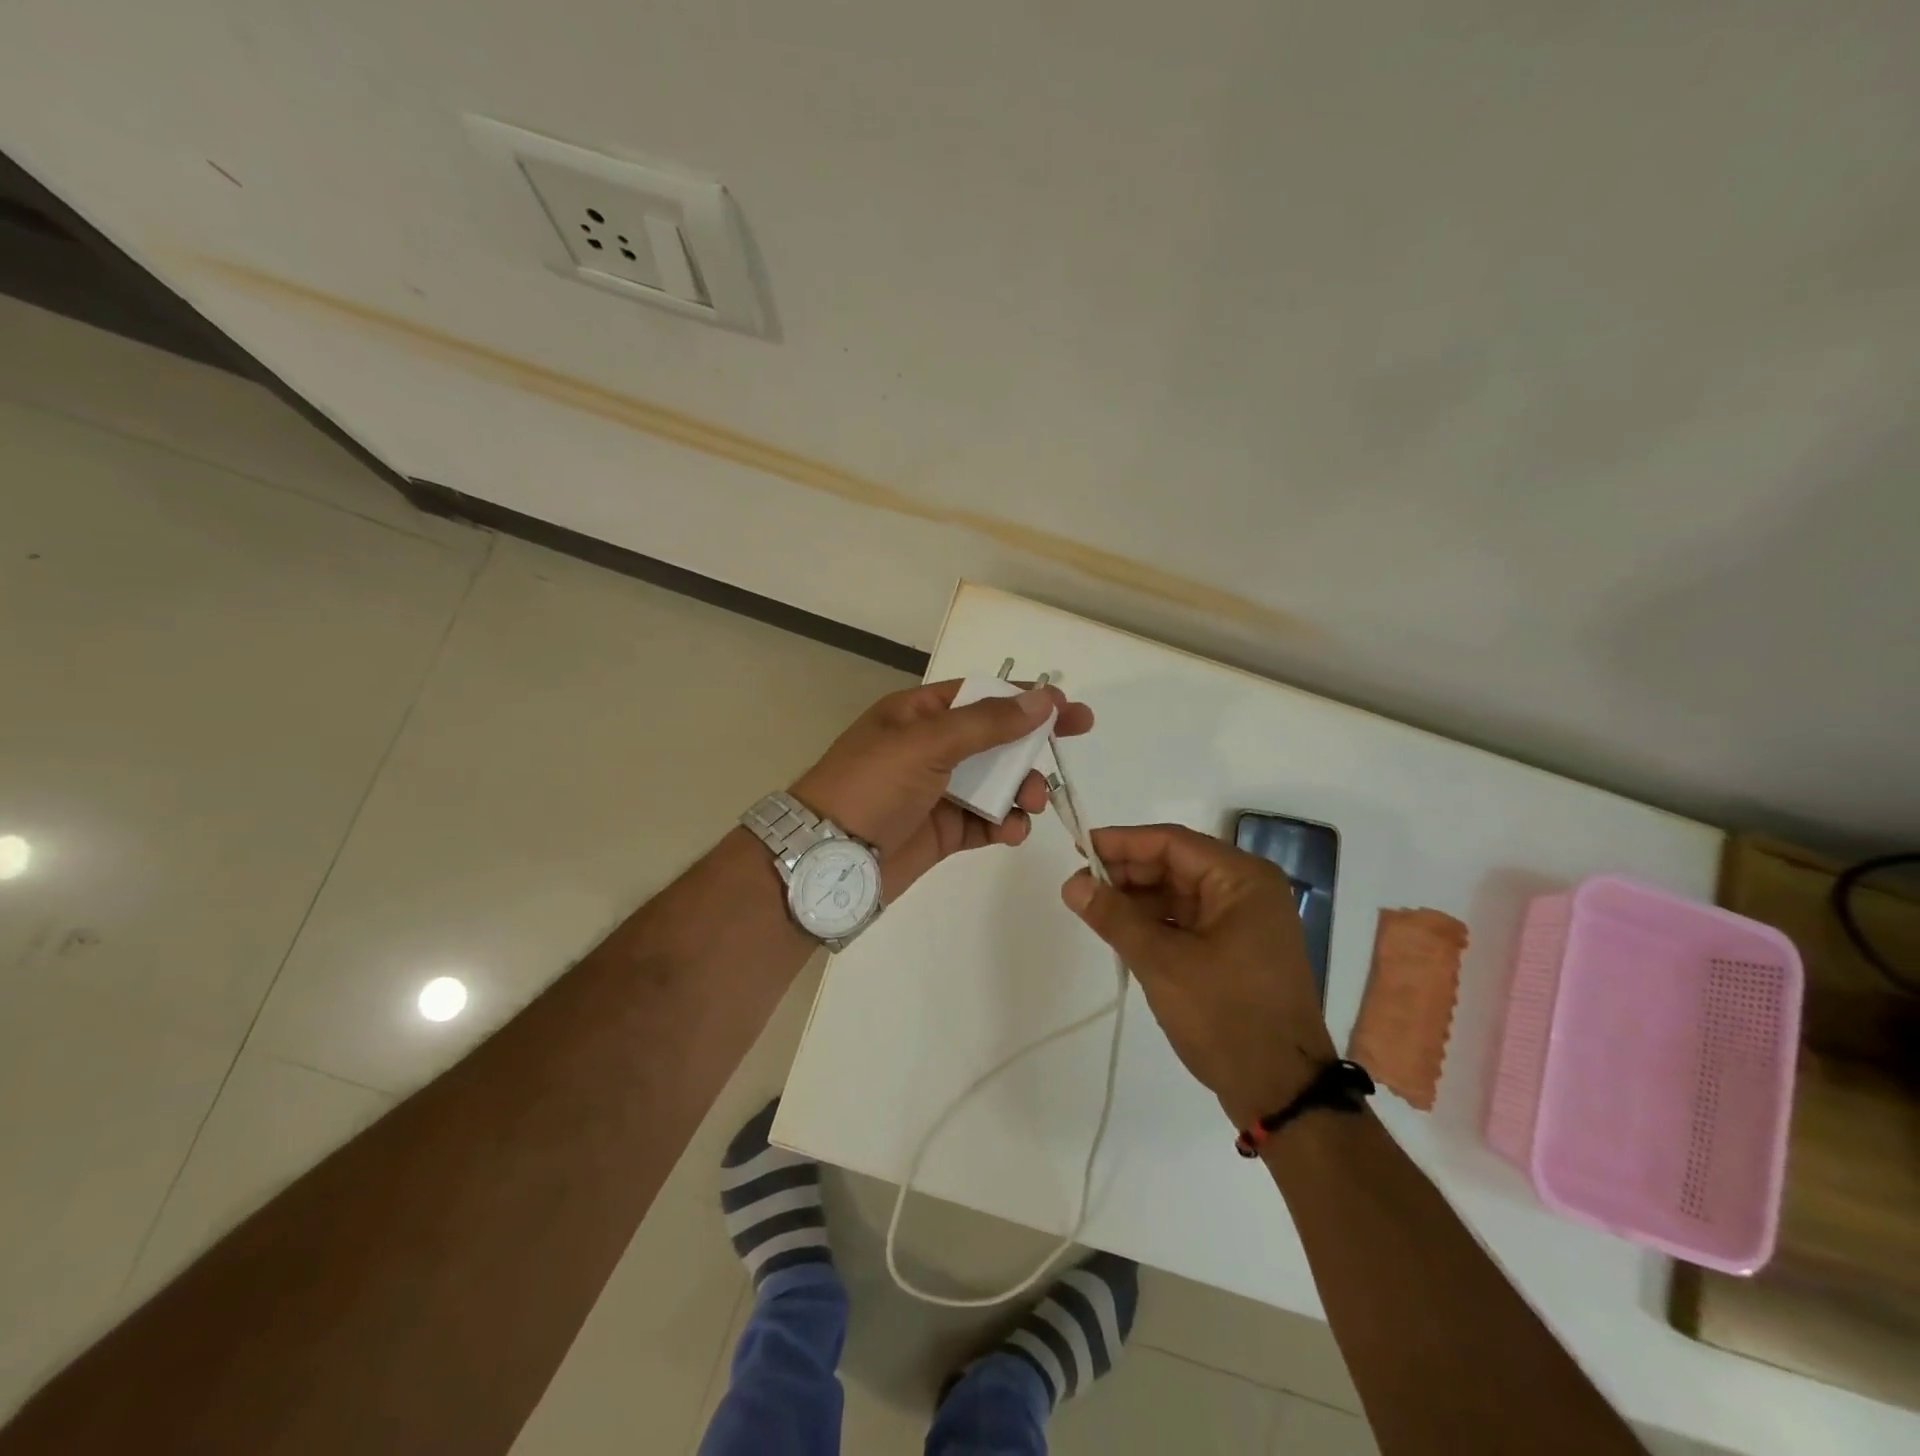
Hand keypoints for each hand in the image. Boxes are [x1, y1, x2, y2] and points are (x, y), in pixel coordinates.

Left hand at [791, 680, 1094, 898]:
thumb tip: (1042, 698)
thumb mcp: (927, 743)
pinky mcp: (944, 831)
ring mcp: (938, 791)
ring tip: (1031, 804)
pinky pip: (986, 822)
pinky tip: (1012, 832)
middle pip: (995, 739)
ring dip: (1021, 790)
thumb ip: (987, 723)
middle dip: (1030, 747)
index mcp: (919, 714)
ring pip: (996, 783)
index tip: (1069, 708)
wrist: (828, 859)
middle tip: (1067, 749)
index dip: (1025, 699)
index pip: (982, 696)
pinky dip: (1005, 825)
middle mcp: (931, 748)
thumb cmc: (872, 786)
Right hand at [1061, 824, 1335, 1127]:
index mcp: (1243, 879)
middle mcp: (1248, 890)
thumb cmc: (1226, 1017)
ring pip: (1179, 893)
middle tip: (1079, 885)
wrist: (1281, 1093)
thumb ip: (1114, 917)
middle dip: (1127, 873)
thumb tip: (1071, 884)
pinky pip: (1188, 920)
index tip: (1078, 850)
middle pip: (1176, 865)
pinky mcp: (1237, 948)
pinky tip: (1121, 930)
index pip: (1172, 843)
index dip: (1122, 843)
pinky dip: (1154, 922)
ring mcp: (1245, 921)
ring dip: (1137, 899)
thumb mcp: (1162, 963)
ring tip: (1092, 909)